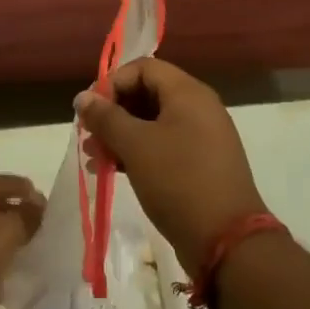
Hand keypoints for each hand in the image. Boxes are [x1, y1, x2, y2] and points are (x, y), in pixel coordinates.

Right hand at [75, 57, 270, 281]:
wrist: (227, 240)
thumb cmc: (178, 180)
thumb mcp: (135, 145)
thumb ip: (106, 117)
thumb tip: (82, 97)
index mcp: (188, 92)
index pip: (143, 68)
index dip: (113, 83)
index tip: (90, 110)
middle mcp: (198, 107)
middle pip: (147, 93)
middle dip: (113, 112)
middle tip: (88, 136)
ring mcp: (202, 137)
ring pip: (153, 123)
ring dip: (121, 135)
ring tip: (94, 158)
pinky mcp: (201, 164)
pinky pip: (164, 145)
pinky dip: (138, 152)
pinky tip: (112, 170)